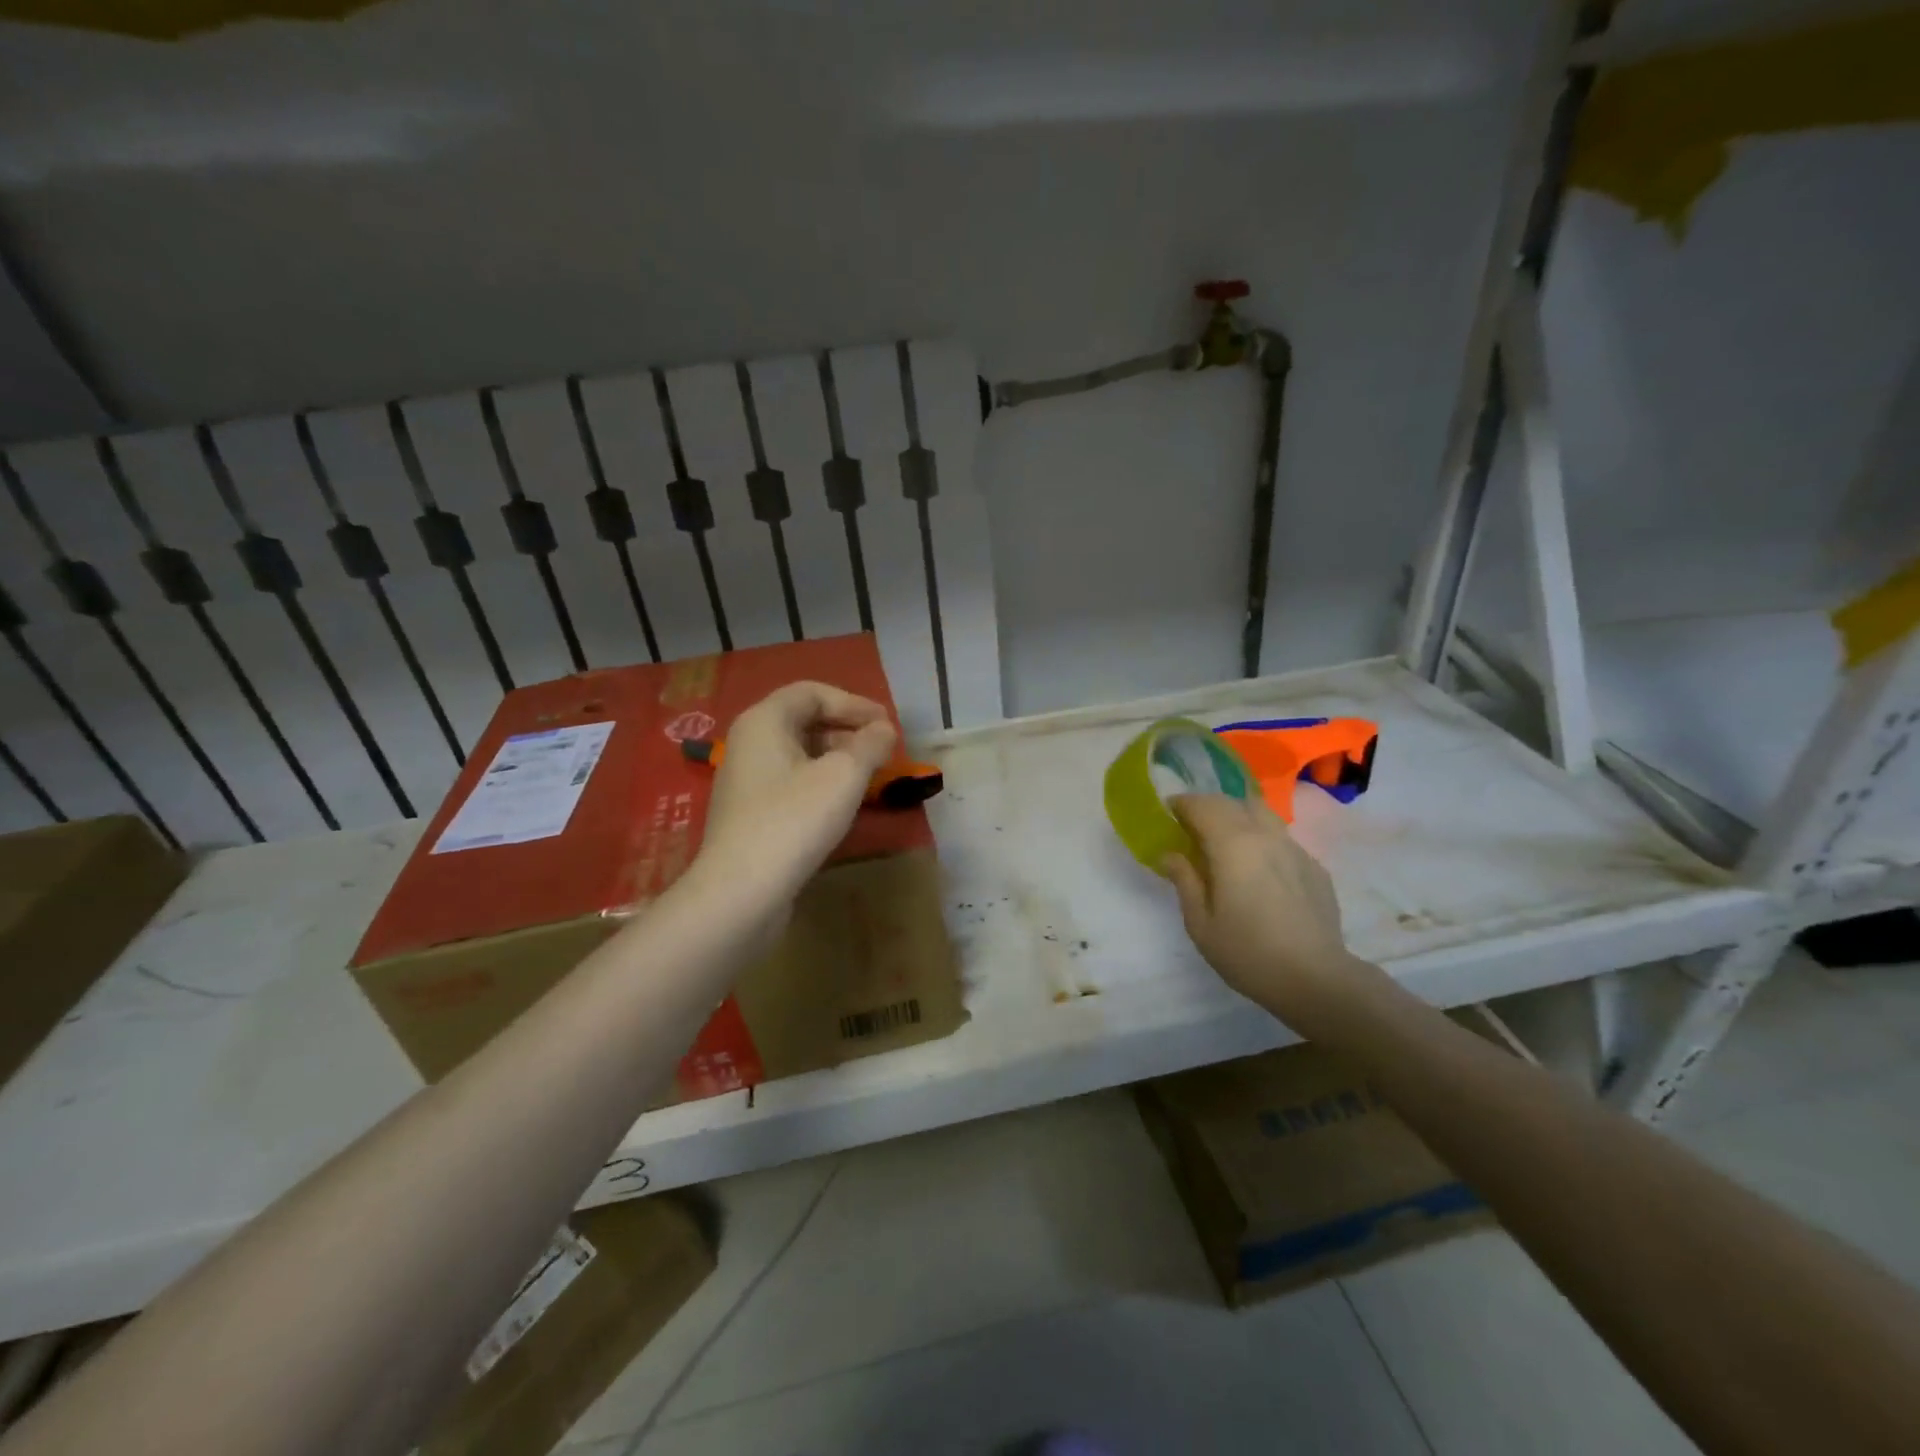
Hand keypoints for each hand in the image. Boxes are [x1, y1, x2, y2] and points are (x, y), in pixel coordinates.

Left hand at [697, 681, 897, 902]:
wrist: (741, 891)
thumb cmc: (794, 820)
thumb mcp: (843, 776)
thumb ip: (870, 745)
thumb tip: (884, 730)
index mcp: (764, 721)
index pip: (812, 692)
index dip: (853, 703)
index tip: (886, 725)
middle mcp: (748, 743)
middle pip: (803, 721)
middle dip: (847, 731)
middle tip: (882, 751)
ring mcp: (746, 781)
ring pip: (798, 755)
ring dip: (837, 759)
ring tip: (869, 777)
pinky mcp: (750, 814)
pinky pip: (790, 782)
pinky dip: (820, 783)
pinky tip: (842, 805)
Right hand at [1163, 794, 1375, 1025]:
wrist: (1316, 979)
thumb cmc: (1248, 953)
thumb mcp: (1200, 923)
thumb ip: (1184, 881)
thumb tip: (1171, 855)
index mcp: (1232, 844)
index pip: (1202, 806)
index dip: (1182, 805)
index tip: (1168, 814)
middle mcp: (1265, 836)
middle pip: (1232, 802)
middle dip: (1208, 808)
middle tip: (1192, 828)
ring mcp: (1295, 849)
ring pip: (1262, 814)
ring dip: (1239, 818)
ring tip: (1227, 844)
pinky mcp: (1315, 867)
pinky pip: (1282, 840)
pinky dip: (1263, 842)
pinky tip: (1260, 873)